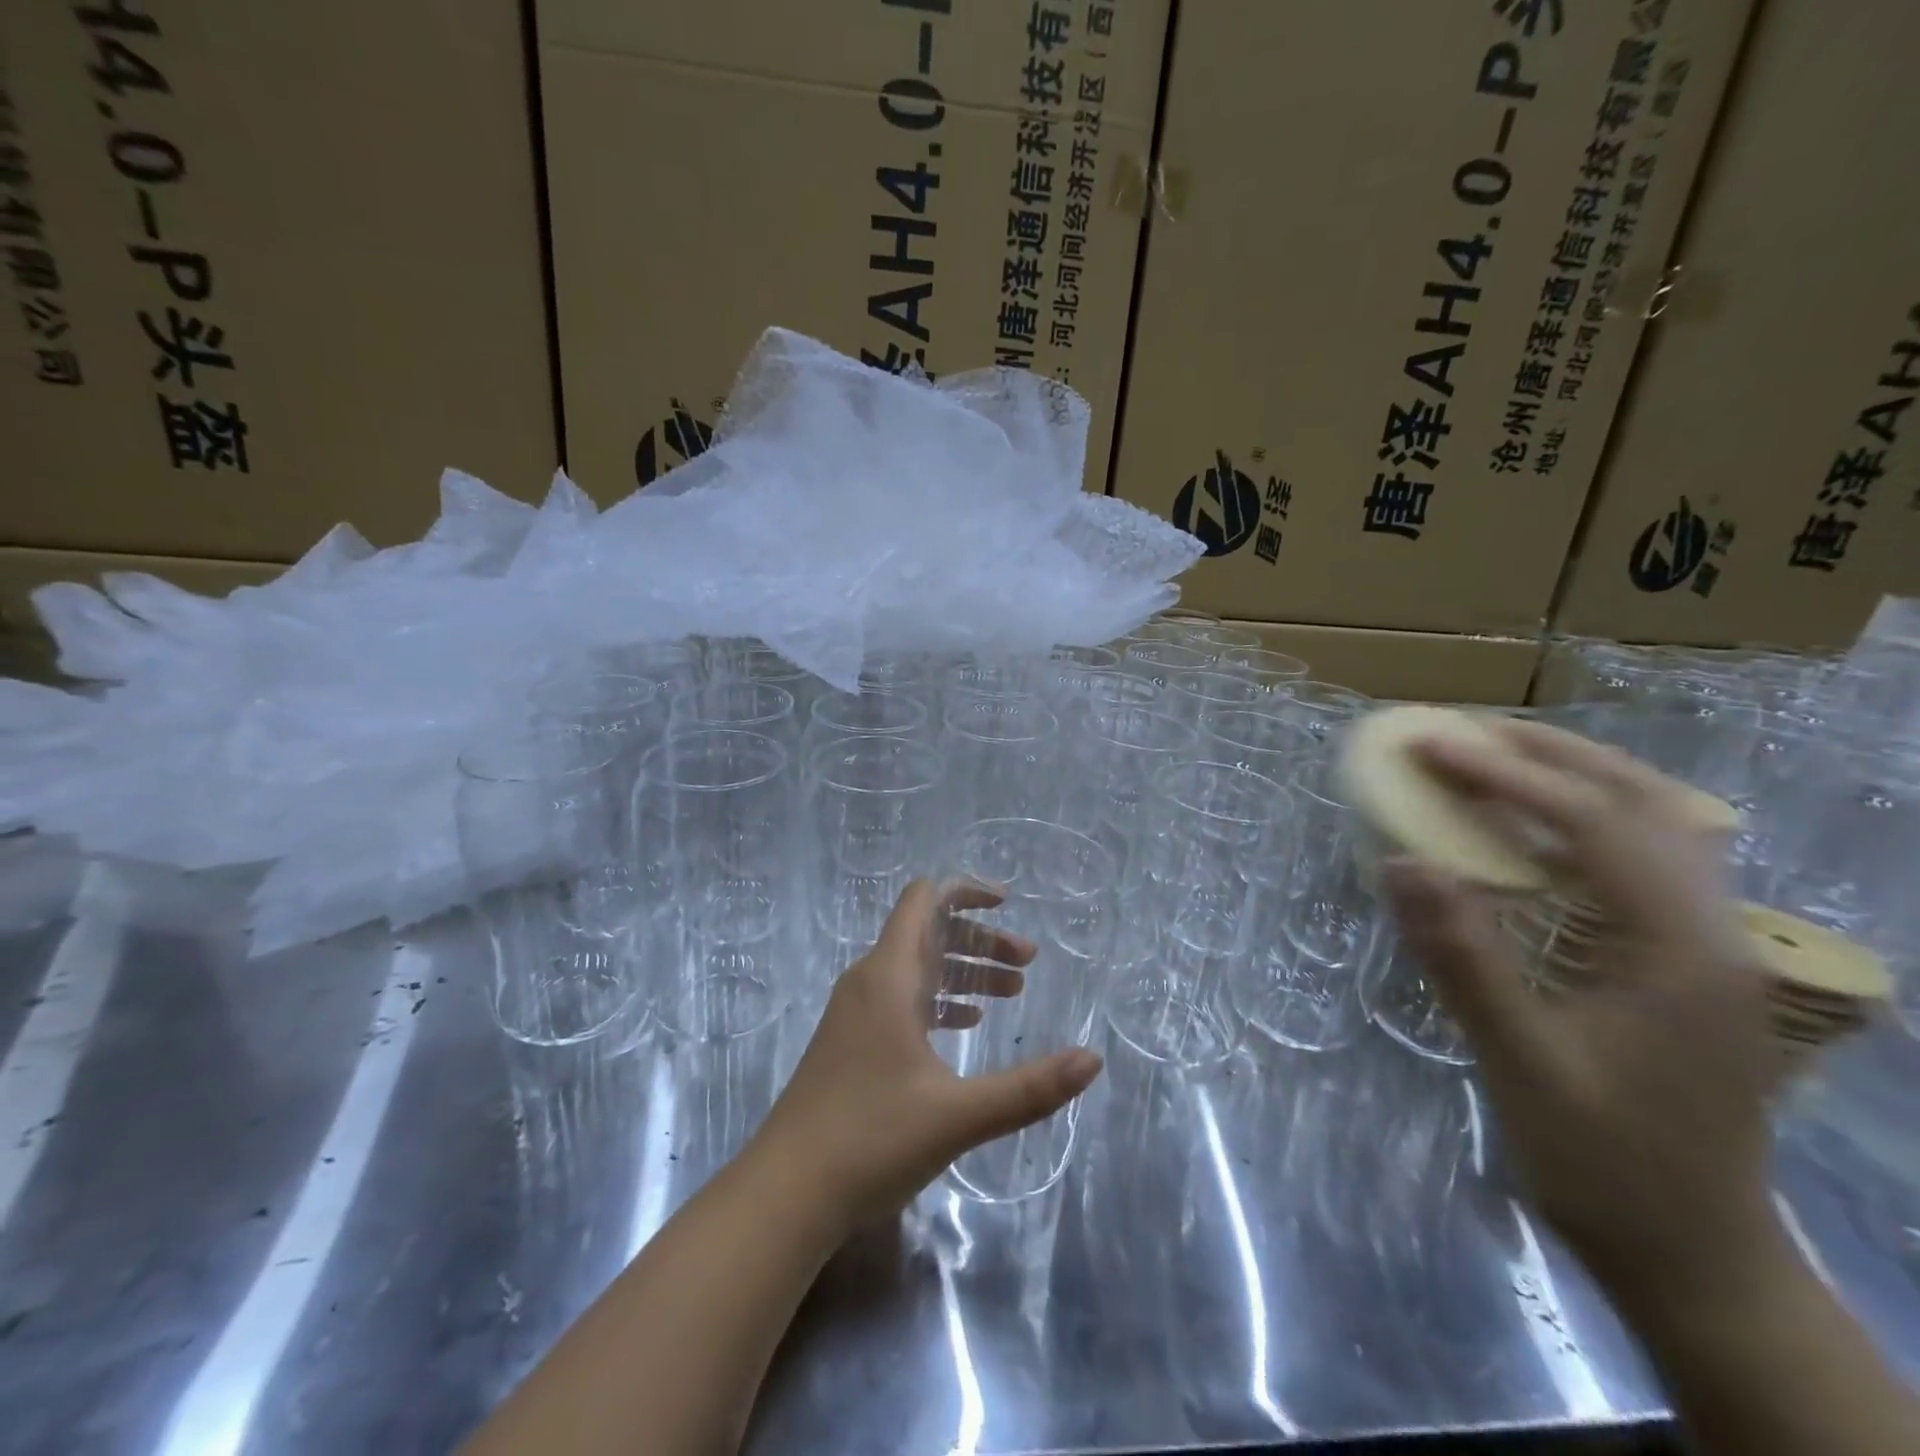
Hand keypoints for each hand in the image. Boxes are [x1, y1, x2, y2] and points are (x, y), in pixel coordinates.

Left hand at [750, 879, 1102, 1229]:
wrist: (785, 1195)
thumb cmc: (871, 1141)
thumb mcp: (959, 1115)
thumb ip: (1030, 1088)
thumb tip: (1093, 1060)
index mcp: (889, 977)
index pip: (925, 900)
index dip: (966, 892)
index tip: (1008, 905)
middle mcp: (869, 982)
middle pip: (928, 934)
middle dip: (979, 941)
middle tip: (1027, 965)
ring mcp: (855, 1014)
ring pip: (917, 970)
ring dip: (963, 972)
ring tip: (1011, 994)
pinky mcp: (851, 1043)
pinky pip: (902, 1000)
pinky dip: (939, 1000)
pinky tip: (965, 1025)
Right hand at [1383, 719, 1791, 1314]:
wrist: (1692, 1257)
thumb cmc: (1604, 1164)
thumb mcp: (1522, 1063)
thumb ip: (1463, 957)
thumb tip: (1398, 862)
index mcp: (1681, 951)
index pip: (1597, 823)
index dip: (1506, 774)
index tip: (1428, 744)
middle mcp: (1712, 932)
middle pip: (1645, 804)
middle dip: (1546, 756)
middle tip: (1459, 734)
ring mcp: (1708, 947)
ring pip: (1656, 826)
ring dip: (1572, 779)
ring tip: (1491, 760)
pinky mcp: (1685, 963)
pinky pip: (1641, 861)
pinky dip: (1583, 822)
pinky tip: (1534, 832)